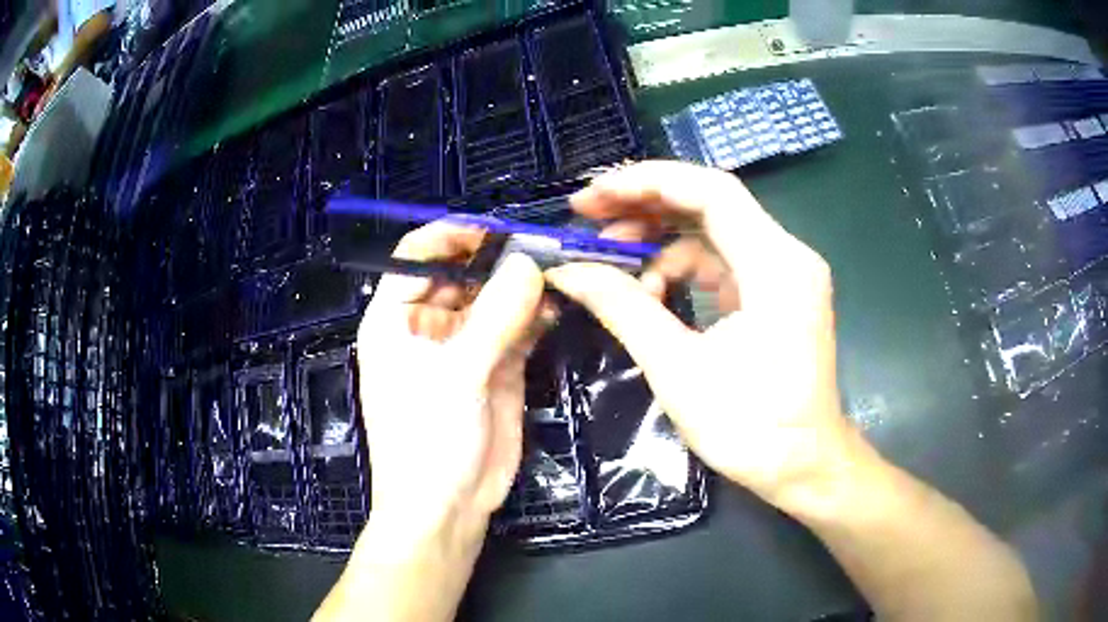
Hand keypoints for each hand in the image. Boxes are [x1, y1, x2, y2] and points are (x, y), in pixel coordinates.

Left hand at [356, 222, 544, 539]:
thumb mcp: (457, 374)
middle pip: (462, 273)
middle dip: (499, 260)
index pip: (417, 255)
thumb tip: (531, 262)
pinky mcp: (495, 368)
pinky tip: (558, 307)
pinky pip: (516, 329)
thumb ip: (495, 316)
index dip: (451, 236)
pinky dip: (536, 317)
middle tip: (545, 249)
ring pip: (494, 299)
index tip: (497, 231)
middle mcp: (428, 325)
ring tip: (559, 273)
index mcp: (395, 318)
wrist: (447, 507)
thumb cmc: (428, 438)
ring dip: (523, 287)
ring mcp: (465, 347)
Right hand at [546, 161, 854, 513]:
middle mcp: (787, 256)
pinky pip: (723, 263)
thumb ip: (622, 308)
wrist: (805, 468)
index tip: (591, 198)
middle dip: (645, 206)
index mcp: (775, 265)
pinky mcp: (776, 295)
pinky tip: (651, 294)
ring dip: (660, 243)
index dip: (645, 182)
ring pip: (713, 233)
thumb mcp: (678, 368)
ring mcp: (784, 275)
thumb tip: (567, 272)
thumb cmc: (752, 428)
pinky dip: (683, 270)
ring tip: (612, 268)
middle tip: (587, 221)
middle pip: (710, 204)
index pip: (710, 191)